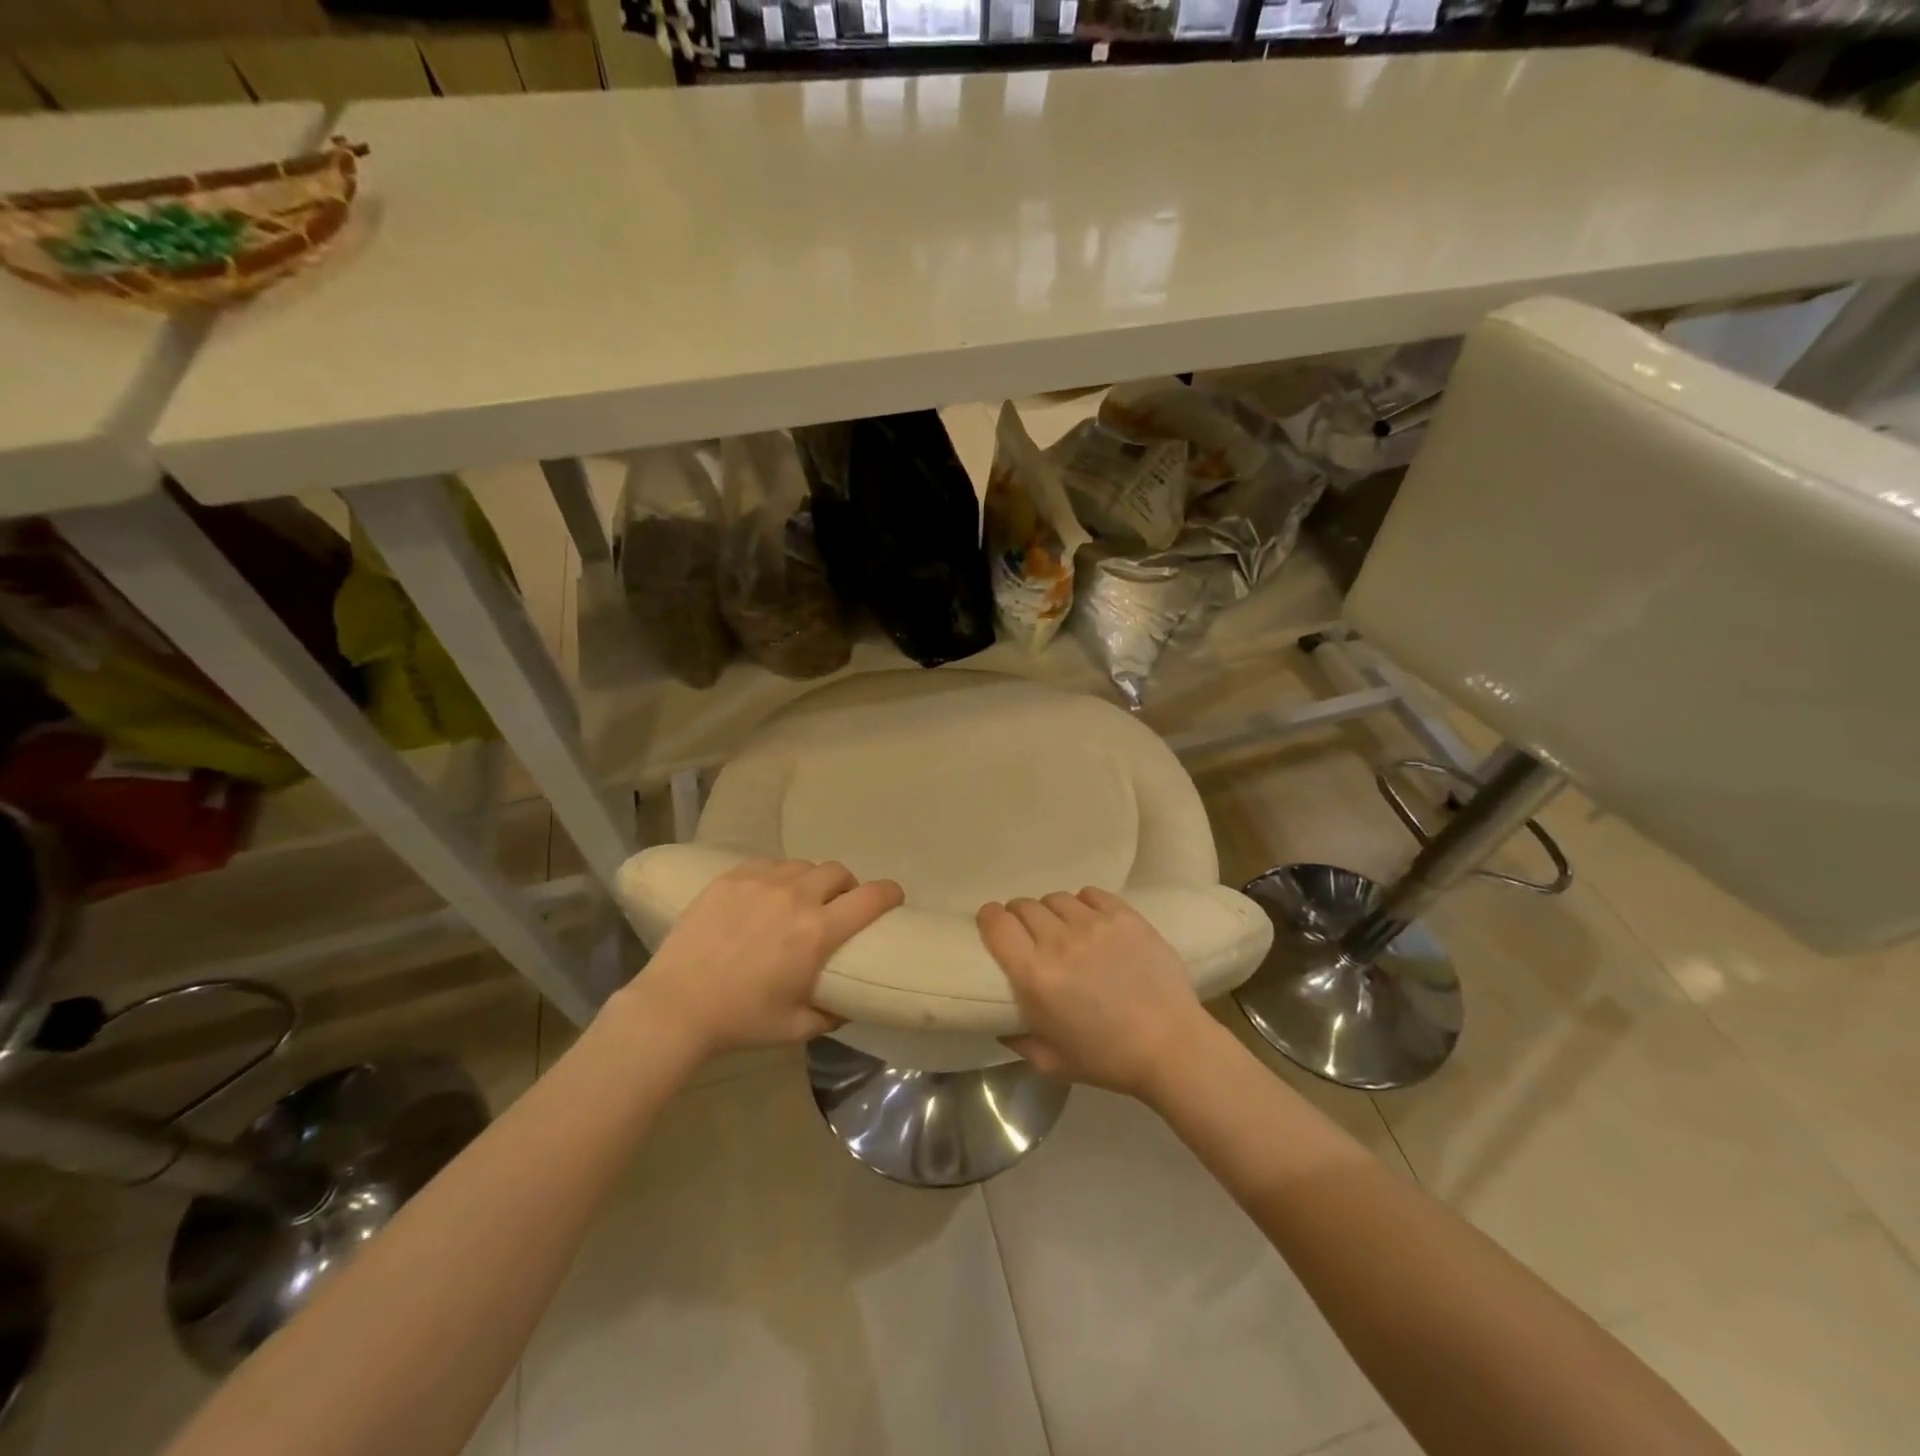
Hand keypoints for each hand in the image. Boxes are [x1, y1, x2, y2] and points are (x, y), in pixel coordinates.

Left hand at [626, 859, 902, 1058]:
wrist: (675, 1005)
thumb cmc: (741, 1020)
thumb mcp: (797, 1027)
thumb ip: (833, 1014)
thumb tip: (850, 1002)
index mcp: (817, 932)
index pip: (871, 897)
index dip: (890, 893)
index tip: (893, 898)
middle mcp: (796, 897)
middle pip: (838, 872)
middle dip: (846, 887)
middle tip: (836, 906)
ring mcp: (761, 882)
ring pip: (803, 865)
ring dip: (811, 881)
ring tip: (799, 900)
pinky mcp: (732, 877)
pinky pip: (768, 864)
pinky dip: (777, 877)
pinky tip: (765, 896)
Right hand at [977, 887, 1220, 1101]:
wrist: (1171, 1046)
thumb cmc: (1107, 1059)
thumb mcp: (1050, 1061)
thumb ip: (1016, 1038)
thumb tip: (998, 1022)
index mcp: (1035, 976)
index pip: (996, 924)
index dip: (989, 918)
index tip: (992, 923)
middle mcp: (1059, 942)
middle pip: (1024, 906)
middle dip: (1019, 916)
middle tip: (1029, 933)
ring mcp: (1094, 925)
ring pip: (1056, 898)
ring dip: (1052, 911)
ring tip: (1062, 928)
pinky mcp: (1124, 916)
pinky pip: (1091, 894)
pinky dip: (1083, 904)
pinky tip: (1090, 921)